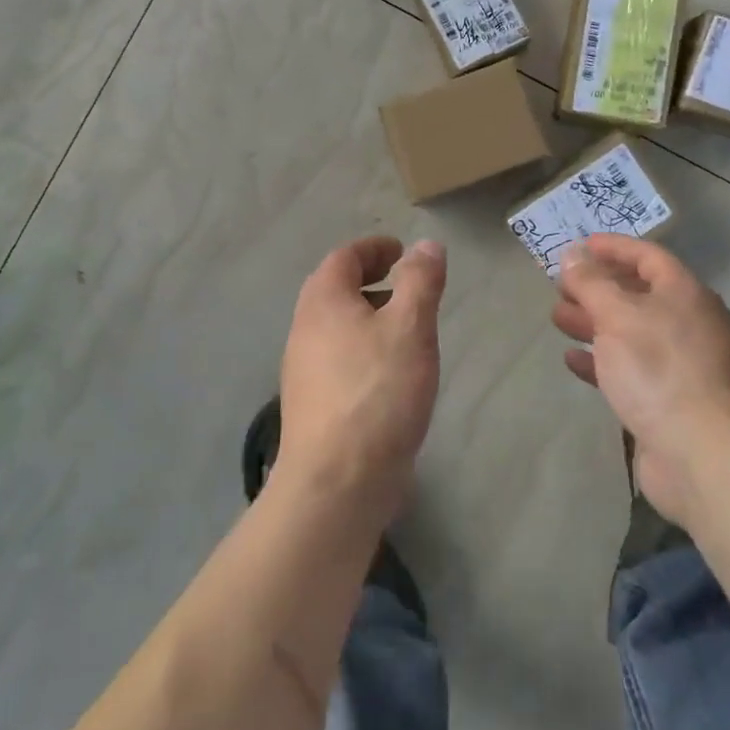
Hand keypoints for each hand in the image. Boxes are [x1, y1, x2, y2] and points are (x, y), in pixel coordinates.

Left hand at [277, 236, 445, 525]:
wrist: (336, 484)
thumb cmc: (377, 392)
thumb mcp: (410, 327)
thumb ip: (420, 281)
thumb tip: (426, 245)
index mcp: (323, 301)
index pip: (344, 257)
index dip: (374, 248)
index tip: (401, 250)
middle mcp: (305, 329)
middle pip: (334, 289)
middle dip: (370, 279)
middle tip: (405, 283)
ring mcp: (304, 370)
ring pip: (337, 326)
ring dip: (368, 315)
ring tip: (406, 327)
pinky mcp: (313, 405)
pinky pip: (339, 358)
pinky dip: (364, 347)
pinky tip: (391, 373)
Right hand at [553, 234, 729, 526]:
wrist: (702, 454)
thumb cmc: (659, 369)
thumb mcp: (617, 315)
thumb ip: (591, 283)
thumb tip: (573, 254)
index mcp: (685, 294)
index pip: (647, 256)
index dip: (613, 247)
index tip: (579, 246)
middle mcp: (687, 323)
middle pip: (637, 294)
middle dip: (597, 288)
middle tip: (560, 286)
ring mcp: (680, 364)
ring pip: (630, 332)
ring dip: (593, 322)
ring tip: (557, 318)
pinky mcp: (667, 400)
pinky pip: (629, 368)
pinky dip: (601, 360)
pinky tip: (572, 359)